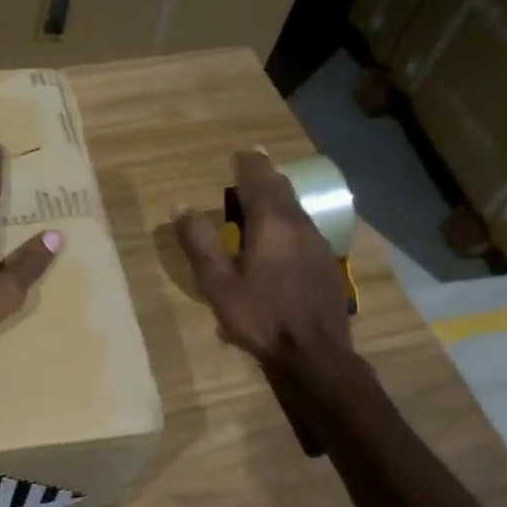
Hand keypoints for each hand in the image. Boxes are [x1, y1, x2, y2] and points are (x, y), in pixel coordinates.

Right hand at [174, 151, 352, 362]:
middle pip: (283, 190)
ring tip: (264, 200)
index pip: (260, 179)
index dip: (249, 163)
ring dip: (279, 201)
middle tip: (253, 167)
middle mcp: (299, 225)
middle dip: (266, 176)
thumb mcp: (218, 283)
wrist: (314, 355)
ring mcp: (319, 246)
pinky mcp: (327, 266)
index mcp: (272, 223)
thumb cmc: (260, 317)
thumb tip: (180, 206)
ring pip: (297, 211)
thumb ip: (200, 243)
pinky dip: (289, 224)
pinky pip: (305, 232)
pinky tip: (282, 242)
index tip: (242, 151)